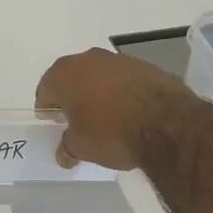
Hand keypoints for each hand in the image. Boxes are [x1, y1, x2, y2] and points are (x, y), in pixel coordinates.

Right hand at [35, 48, 193, 170]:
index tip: (52, 121)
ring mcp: (118, 59)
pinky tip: (130, 111)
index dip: (47, 107)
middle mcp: (88, 59)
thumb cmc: (111, 133)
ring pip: (99, 75)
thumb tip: (63, 154)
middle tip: (76, 118)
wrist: (167, 123)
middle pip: (72, 77)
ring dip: (98, 91)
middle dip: (72, 95)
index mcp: (65, 74)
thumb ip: (68, 146)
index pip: (45, 89)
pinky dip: (122, 91)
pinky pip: (124, 79)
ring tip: (105, 116)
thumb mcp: (82, 147)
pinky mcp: (145, 66)